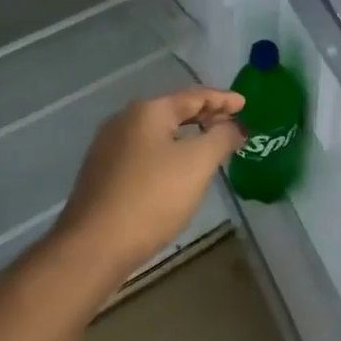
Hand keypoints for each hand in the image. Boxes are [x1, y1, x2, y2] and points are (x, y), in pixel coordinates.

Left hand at [52, 87, 245, 281]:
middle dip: (205, 117)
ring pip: (158, 133)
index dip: (223, 99)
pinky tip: (178, 171)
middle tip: (233, 126)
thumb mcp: (197, 164)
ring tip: (210, 147)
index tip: (245, 104)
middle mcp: (124, 121)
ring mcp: (109, 147)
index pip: (194, 96)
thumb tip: (234, 126)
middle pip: (174, 111)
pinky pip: (145, 153)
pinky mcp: (103, 173)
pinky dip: (168, 154)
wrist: (95, 244)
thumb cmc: (152, 197)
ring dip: (187, 136)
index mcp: (147, 112)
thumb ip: (221, 138)